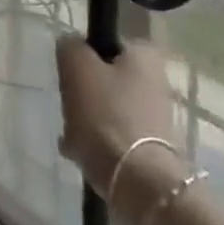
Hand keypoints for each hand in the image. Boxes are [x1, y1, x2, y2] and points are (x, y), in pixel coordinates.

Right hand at [56, 38, 184, 213]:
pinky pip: (111, 135)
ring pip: (105, 107)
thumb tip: (71, 45)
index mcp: (144, 56)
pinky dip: (93, 142)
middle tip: (68, 105)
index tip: (70, 72)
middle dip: (82, 92)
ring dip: (84, 119)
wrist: (138, 182)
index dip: (84, 55)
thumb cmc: (107, 115)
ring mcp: (154, 117)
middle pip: (104, 77)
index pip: (106, 42)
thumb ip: (70, 47)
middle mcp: (155, 82)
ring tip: (69, 134)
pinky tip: (78, 152)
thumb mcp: (77, 68)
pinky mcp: (148, 147)